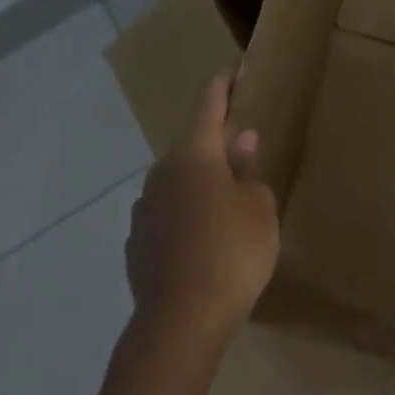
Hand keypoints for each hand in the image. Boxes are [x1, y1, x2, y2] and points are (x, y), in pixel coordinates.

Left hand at [125, 74, 279, 349]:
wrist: (181, 319)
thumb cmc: (233, 252)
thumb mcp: (258, 207)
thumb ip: (248, 169)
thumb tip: (241, 139)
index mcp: (194, 155)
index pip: (207, 107)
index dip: (221, 89)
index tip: (230, 74)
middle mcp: (161, 173)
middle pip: (191, 147)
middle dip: (214, 144)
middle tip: (240, 148)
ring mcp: (144, 209)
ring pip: (176, 183)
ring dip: (198, 182)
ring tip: (225, 201)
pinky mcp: (136, 242)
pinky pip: (167, 215)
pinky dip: (185, 214)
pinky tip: (203, 239)